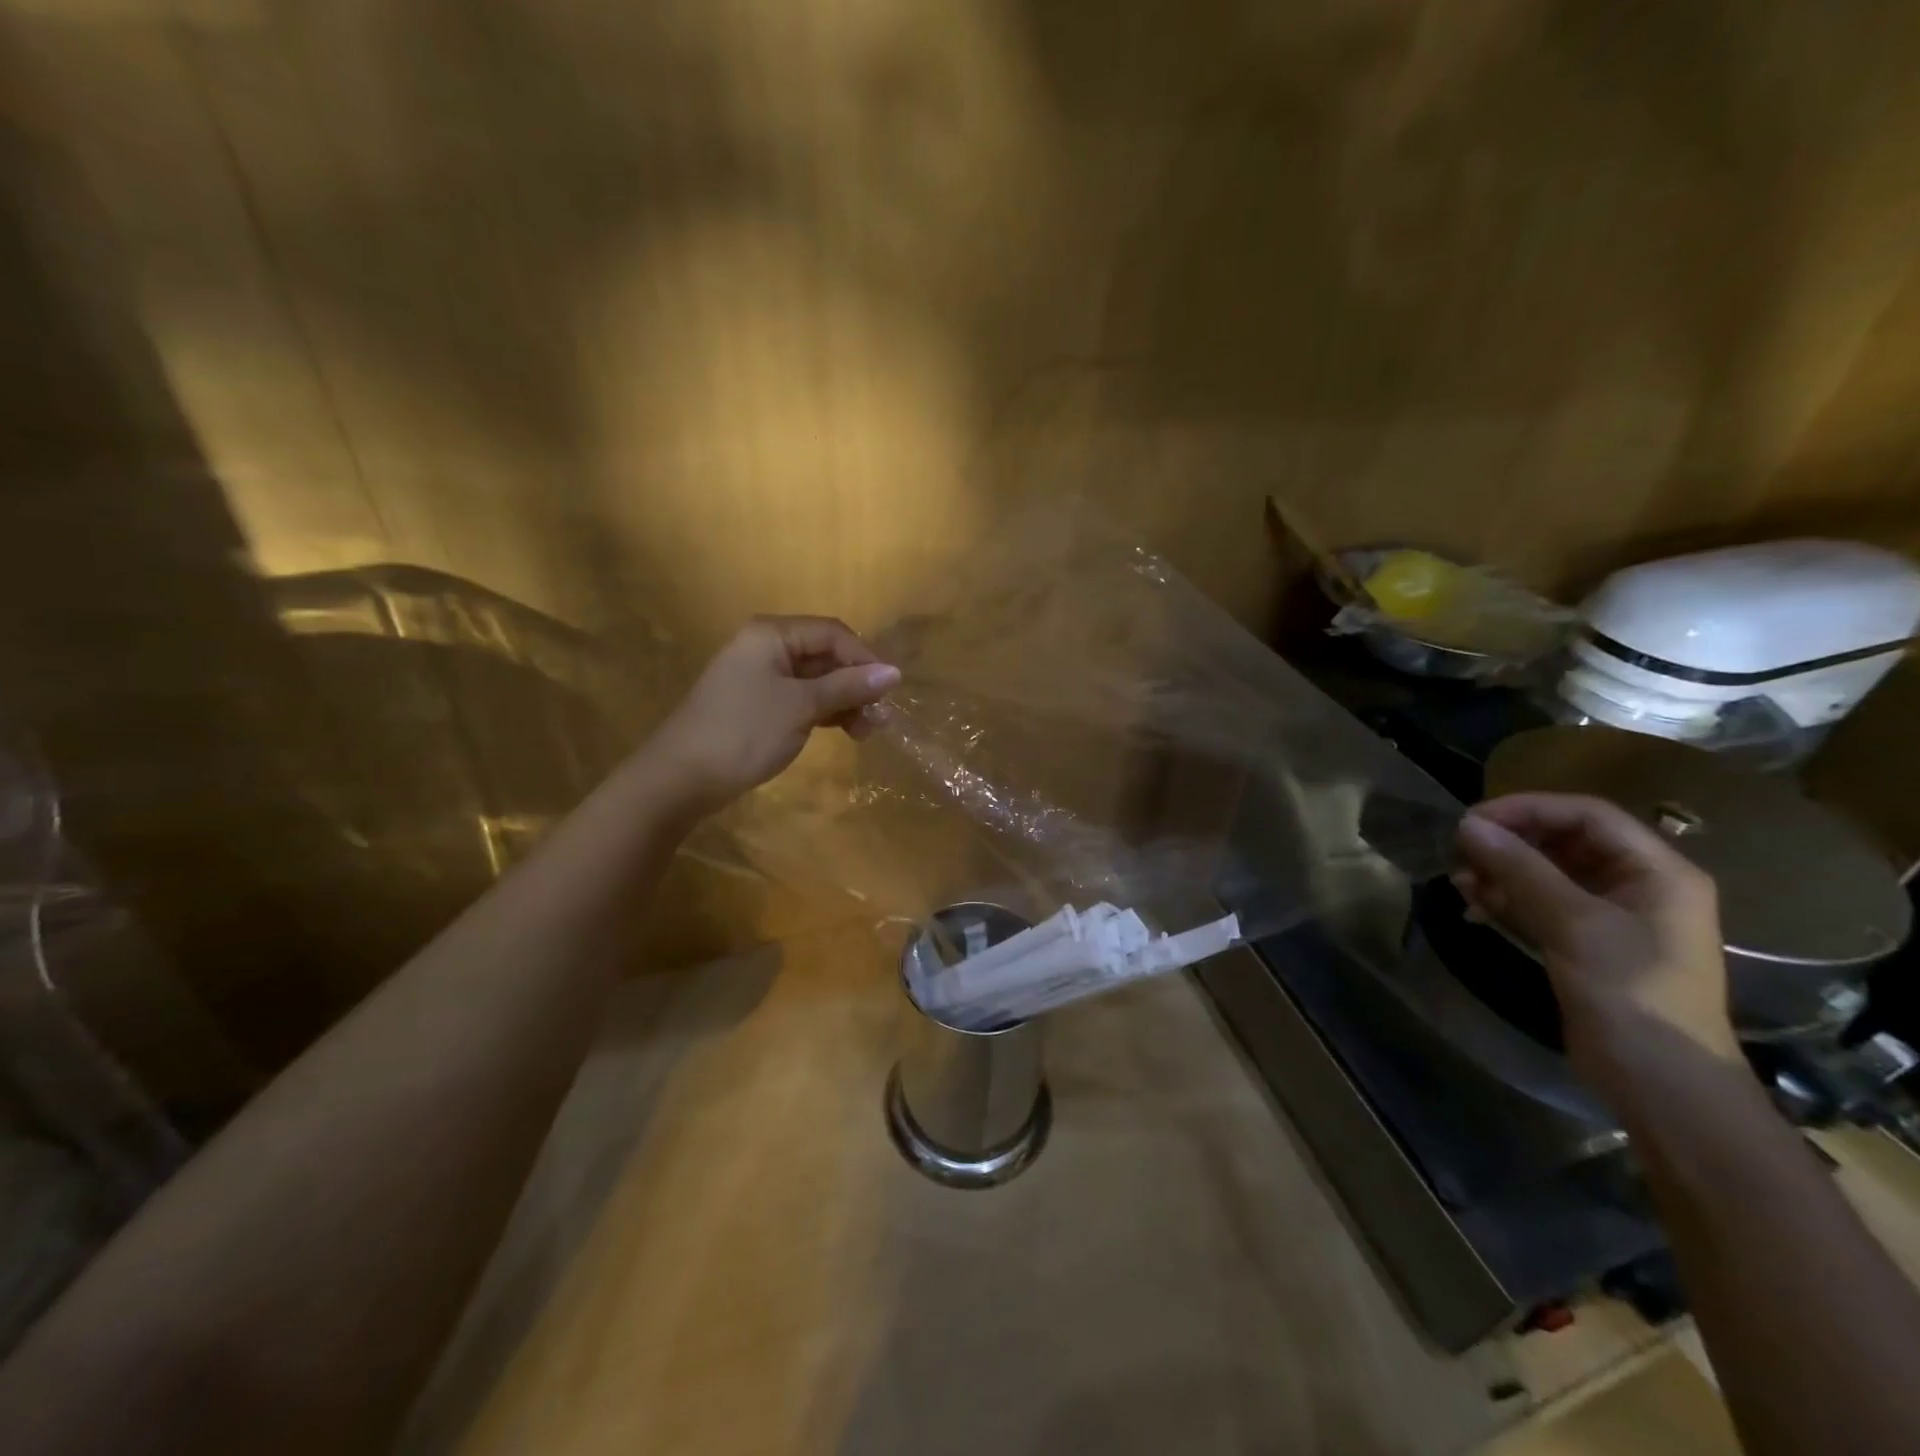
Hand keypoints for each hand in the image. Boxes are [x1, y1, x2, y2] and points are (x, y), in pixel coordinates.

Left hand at [650, 615, 899, 815]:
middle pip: (825, 656)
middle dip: (856, 685)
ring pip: (816, 681)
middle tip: (880, 720)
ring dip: (845, 702)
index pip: (832, 634)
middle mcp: (766, 647)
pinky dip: (824, 712)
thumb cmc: (744, 732)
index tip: (890, 691)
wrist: (681, 778)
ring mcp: (760, 677)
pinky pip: (801, 699)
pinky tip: (844, 731)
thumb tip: (895, 672)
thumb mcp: (801, 707)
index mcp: (772, 635)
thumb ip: (848, 687)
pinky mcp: (758, 705)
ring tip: (866, 733)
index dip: (865, 659)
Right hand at [1455, 792, 1739, 1083]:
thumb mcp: (1574, 925)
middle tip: (1460, 851)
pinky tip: (1474, 907)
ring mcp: (1613, 916)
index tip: (1473, 821)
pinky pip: (1542, 903)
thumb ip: (1521, 870)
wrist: (1662, 1083)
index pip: (1587, 815)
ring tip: (1460, 881)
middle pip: (1566, 840)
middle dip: (1510, 842)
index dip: (1528, 809)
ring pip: (1548, 872)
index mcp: (1658, 872)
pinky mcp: (1587, 943)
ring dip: (1502, 871)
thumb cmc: (1632, 994)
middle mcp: (1639, 885)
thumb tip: (1468, 825)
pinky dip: (1507, 899)